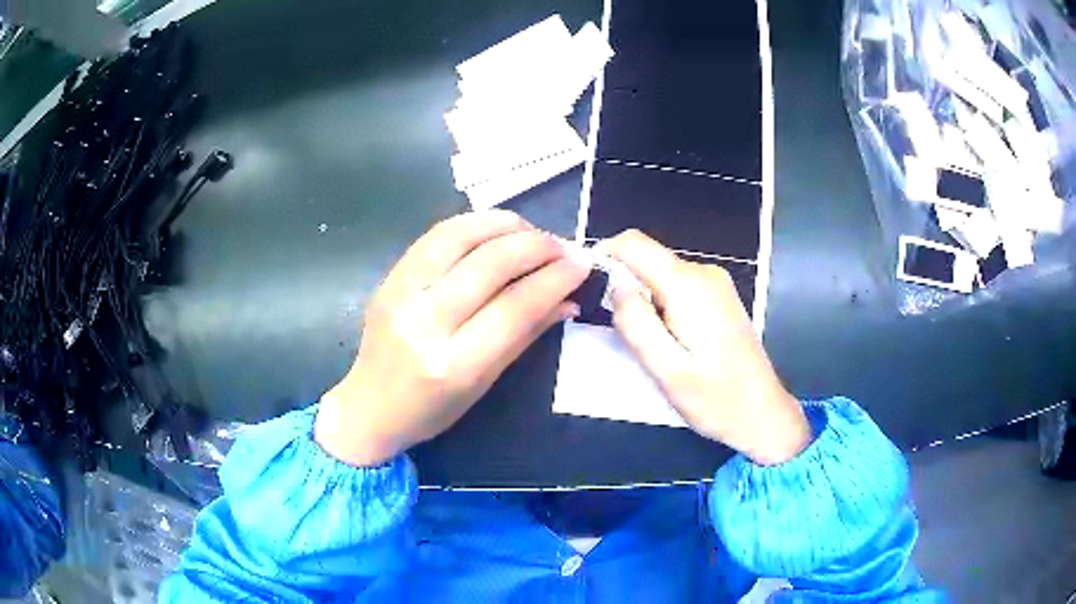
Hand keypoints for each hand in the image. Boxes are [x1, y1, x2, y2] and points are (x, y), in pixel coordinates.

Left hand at [315, 211, 591, 466]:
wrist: (369, 406)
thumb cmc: (431, 410)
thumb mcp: (485, 384)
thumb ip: (526, 335)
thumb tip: (568, 299)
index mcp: (453, 363)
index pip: (515, 307)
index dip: (555, 279)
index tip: (582, 264)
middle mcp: (424, 322)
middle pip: (490, 265)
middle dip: (537, 247)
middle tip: (564, 246)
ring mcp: (400, 293)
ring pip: (460, 236)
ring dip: (506, 225)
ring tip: (533, 232)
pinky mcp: (390, 276)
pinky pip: (436, 235)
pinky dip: (473, 224)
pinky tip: (496, 228)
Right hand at [597, 230, 809, 465]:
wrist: (764, 413)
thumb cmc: (715, 399)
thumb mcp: (666, 369)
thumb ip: (636, 323)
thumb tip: (616, 286)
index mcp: (688, 285)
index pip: (633, 243)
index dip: (604, 256)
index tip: (590, 289)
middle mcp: (704, 273)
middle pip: (648, 259)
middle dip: (626, 288)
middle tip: (623, 335)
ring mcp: (716, 283)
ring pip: (661, 275)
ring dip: (646, 301)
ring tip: (651, 346)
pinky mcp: (720, 297)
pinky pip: (679, 287)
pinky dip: (663, 306)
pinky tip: (672, 342)